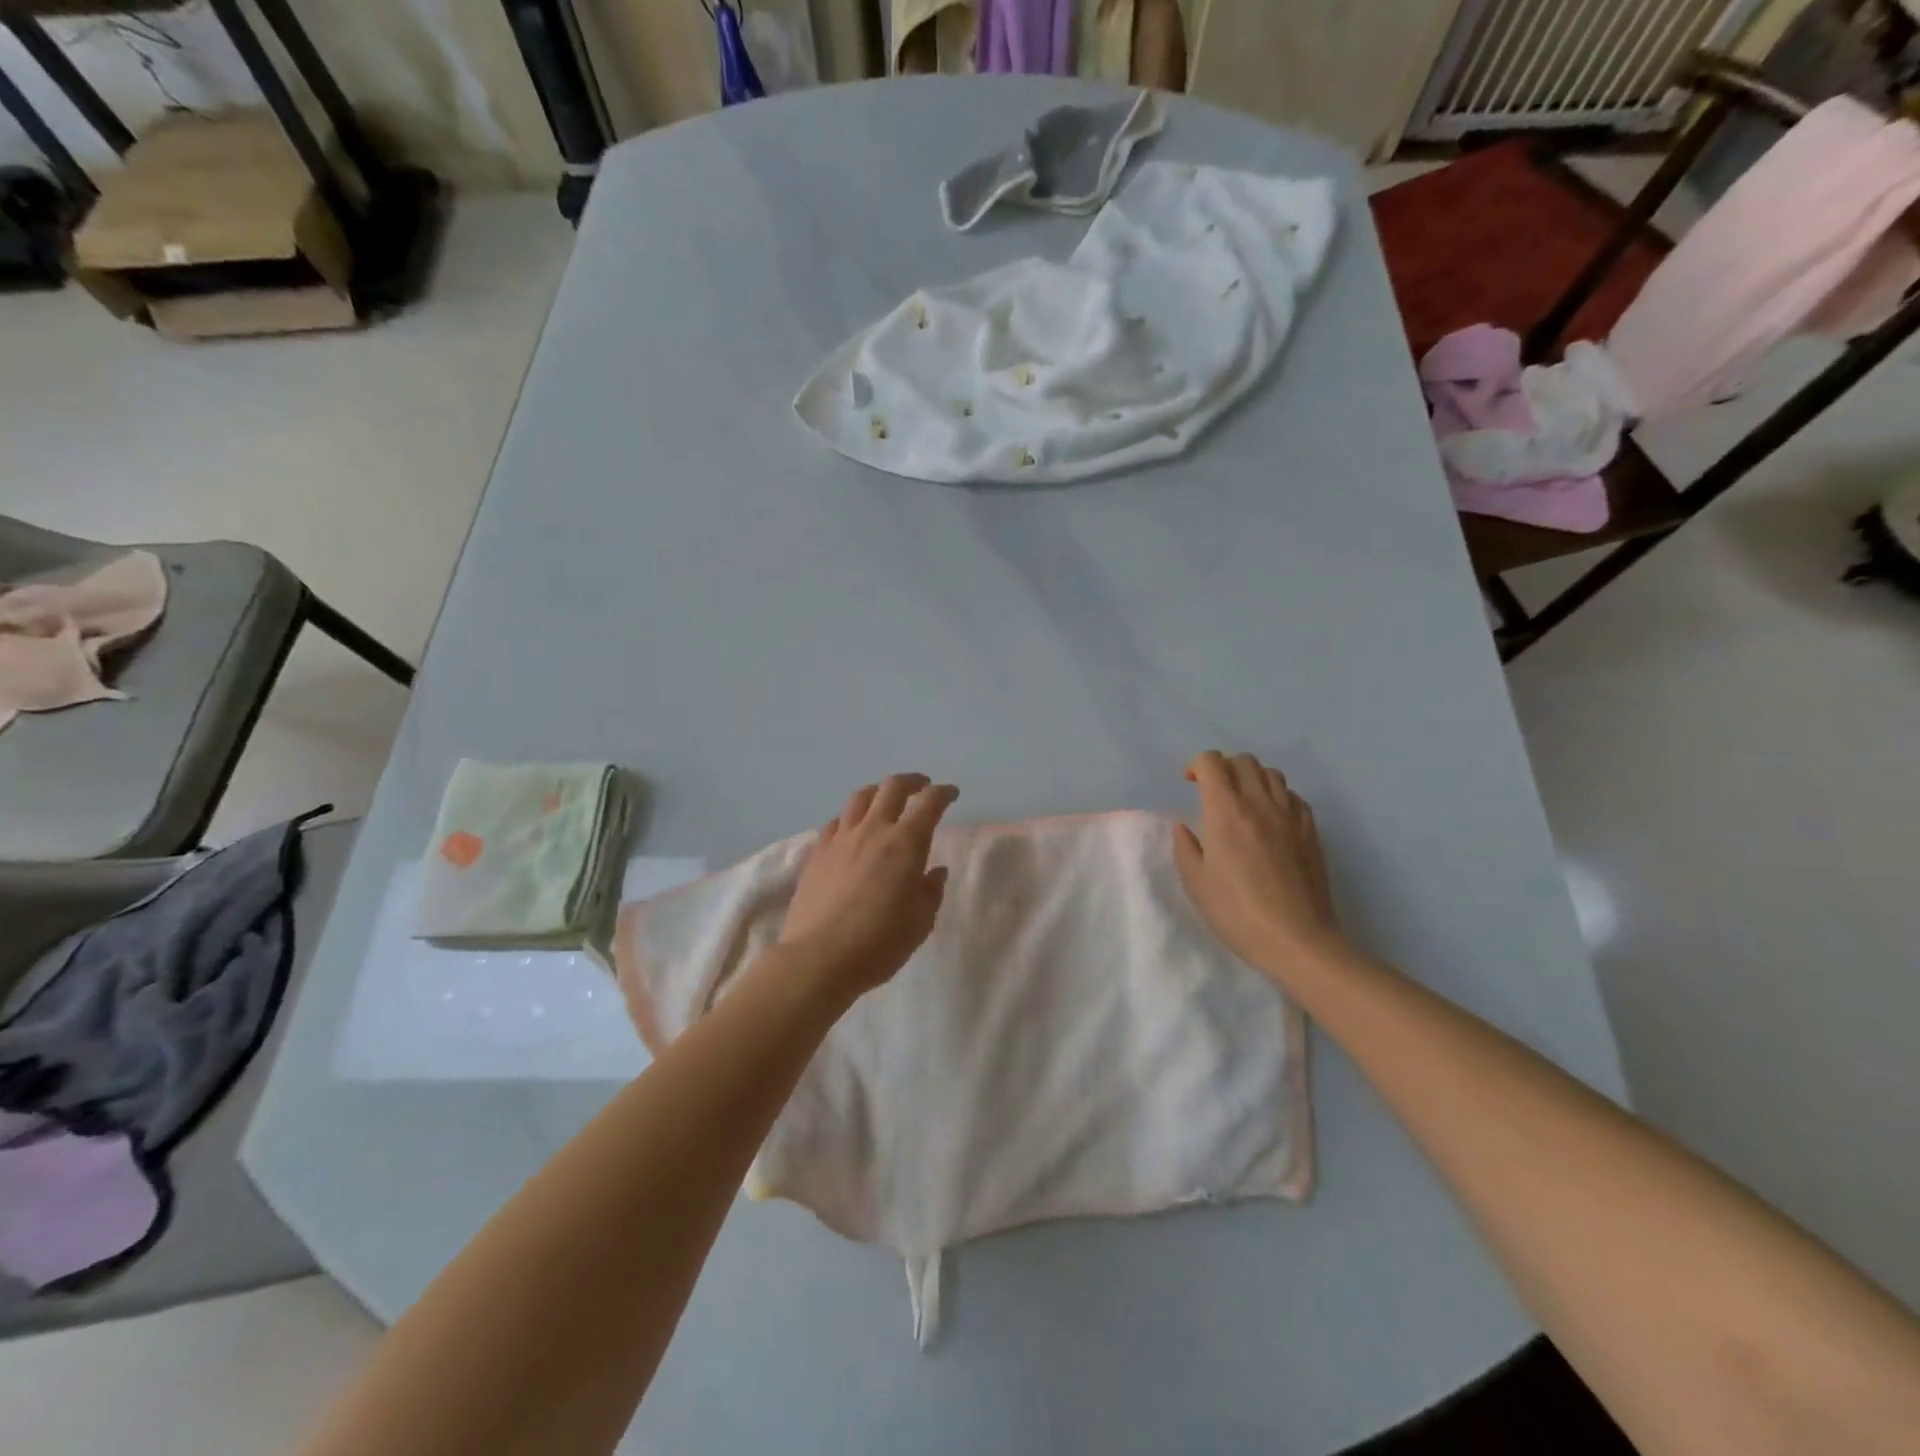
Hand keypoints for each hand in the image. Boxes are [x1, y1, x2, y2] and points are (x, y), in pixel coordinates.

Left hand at [780, 773, 957, 998]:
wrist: (819, 958)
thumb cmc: (879, 943)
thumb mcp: (920, 922)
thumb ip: (930, 891)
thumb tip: (934, 871)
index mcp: (906, 844)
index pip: (929, 803)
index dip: (943, 793)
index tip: (951, 793)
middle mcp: (873, 830)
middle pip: (892, 787)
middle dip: (911, 781)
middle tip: (921, 787)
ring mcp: (840, 839)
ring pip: (860, 798)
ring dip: (878, 791)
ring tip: (885, 799)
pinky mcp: (817, 853)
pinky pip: (835, 822)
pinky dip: (849, 818)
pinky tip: (851, 829)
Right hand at [1173, 751, 1343, 979]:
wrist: (1297, 939)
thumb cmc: (1237, 913)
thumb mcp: (1196, 884)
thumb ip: (1186, 848)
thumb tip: (1185, 828)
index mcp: (1225, 812)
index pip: (1212, 762)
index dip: (1197, 765)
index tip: (1190, 784)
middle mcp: (1259, 803)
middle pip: (1243, 761)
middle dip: (1223, 767)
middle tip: (1213, 791)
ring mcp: (1290, 815)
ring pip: (1271, 774)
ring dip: (1252, 778)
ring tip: (1243, 802)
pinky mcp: (1311, 831)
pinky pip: (1293, 796)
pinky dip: (1277, 796)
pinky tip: (1271, 819)